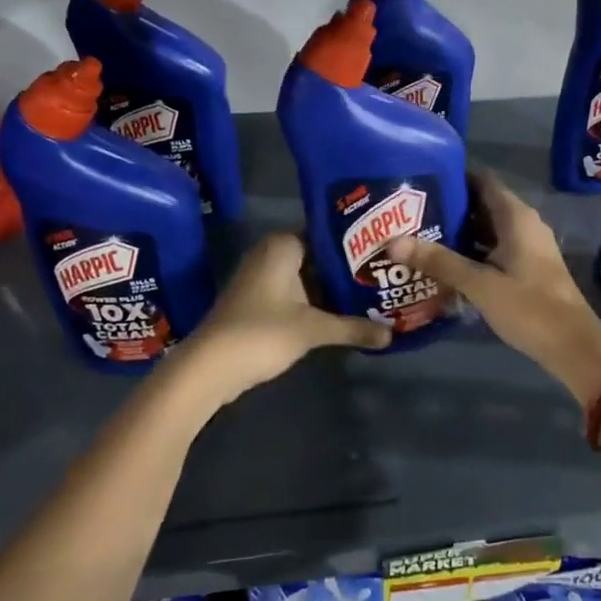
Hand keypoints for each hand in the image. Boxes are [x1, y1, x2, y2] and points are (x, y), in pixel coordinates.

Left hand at [168, 233, 391, 407]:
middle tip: (384, 275)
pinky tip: (342, 314)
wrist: (209, 368)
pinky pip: (295, 293)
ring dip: (333, 288)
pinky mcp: (257, 301)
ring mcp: (262, 278)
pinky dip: (316, 302)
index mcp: (283, 245)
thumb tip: (392, 334)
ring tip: (372, 294)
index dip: (356, 243)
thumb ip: (354, 328)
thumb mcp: (314, 329)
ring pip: (308, 277)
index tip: (384, 252)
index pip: (328, 233)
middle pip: (319, 256)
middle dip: (348, 269)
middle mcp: (271, 253)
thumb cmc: (262, 333)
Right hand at [387, 170, 600, 406]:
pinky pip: (494, 248)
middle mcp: (524, 224)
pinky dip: (472, 251)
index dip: (453, 177)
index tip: (420, 181)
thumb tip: (392, 241)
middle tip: (410, 211)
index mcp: (516, 217)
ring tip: (419, 234)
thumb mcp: (479, 284)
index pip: (482, 180)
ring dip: (459, 232)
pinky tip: (445, 263)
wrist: (573, 347)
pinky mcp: (527, 268)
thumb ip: (438, 261)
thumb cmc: (529, 307)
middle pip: (482, 204)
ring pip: (488, 229)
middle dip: (449, 207)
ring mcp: (527, 247)